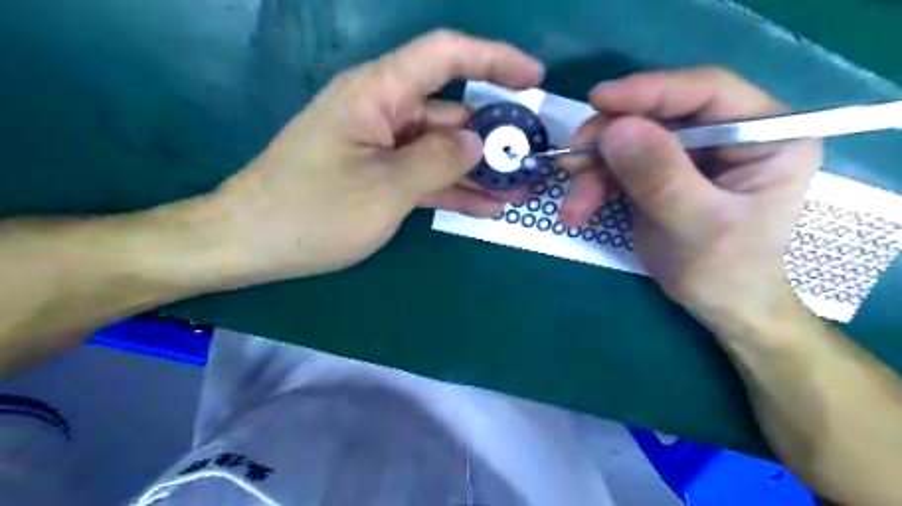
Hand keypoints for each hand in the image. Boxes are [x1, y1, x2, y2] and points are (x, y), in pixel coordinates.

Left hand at [203, 32, 541, 283]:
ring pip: (440, 147)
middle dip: (493, 131)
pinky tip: (486, 205)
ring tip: (519, 188)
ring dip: (478, 168)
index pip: (446, 55)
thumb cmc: (313, 212)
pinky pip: (424, 174)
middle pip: (449, 108)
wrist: (252, 243)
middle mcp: (382, 111)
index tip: (533, 78)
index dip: (494, 58)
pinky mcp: (378, 175)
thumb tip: (476, 139)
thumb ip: (438, 159)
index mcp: (378, 93)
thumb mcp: (385, 188)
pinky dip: (453, 187)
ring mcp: (381, 146)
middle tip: (532, 156)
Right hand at [561, 66, 821, 327]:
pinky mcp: (661, 173)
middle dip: (608, 141)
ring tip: (572, 207)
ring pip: (629, 142)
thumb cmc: (726, 270)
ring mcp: (690, 154)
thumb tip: (614, 130)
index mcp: (765, 135)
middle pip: (658, 116)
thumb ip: (660, 177)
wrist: (719, 305)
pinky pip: (618, 167)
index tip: (598, 100)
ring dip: (593, 172)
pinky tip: (577, 213)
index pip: (707, 92)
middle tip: (570, 161)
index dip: (650, 91)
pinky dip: (593, 188)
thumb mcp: (697, 225)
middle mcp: (727, 134)